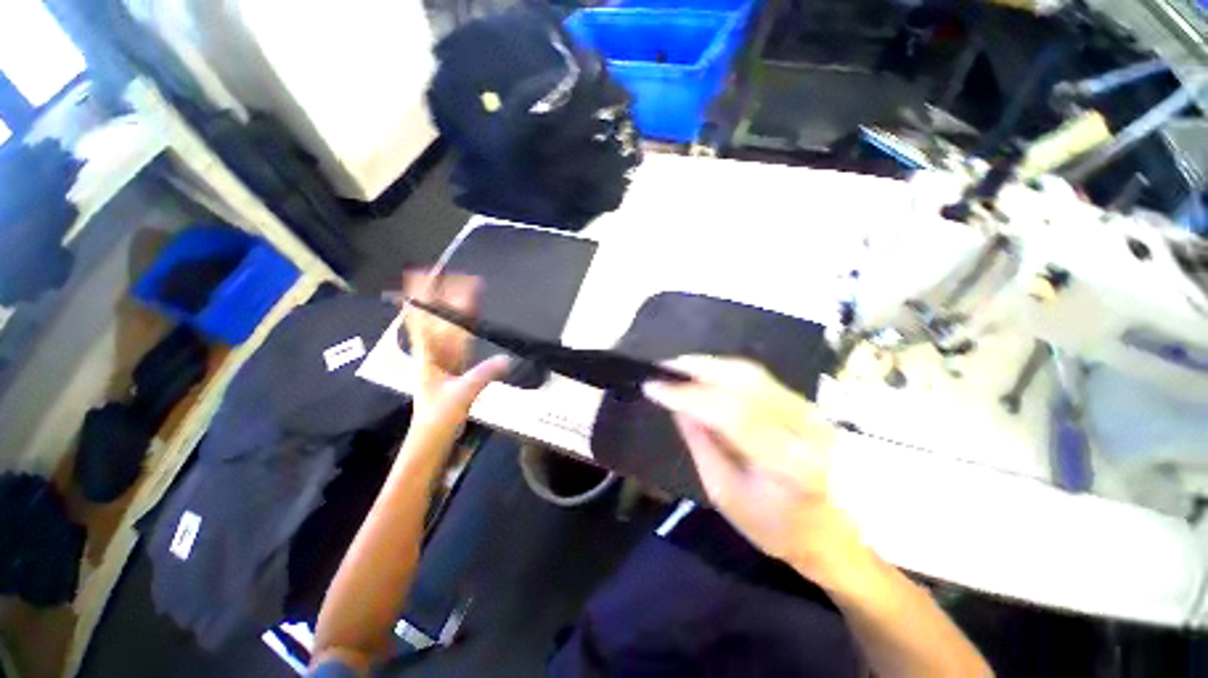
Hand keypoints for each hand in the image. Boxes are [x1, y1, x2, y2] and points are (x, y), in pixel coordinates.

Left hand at [401, 271, 510, 432]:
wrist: (432, 439)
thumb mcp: (461, 396)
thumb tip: (506, 359)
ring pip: (450, 329)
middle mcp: (433, 354)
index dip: (422, 299)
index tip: (421, 274)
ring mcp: (444, 360)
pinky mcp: (454, 368)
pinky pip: (459, 342)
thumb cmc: (438, 419)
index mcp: (427, 358)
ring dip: (457, 309)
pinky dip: (465, 327)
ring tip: (466, 289)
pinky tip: (470, 318)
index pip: (423, 322)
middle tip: (457, 275)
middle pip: (439, 320)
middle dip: (446, 297)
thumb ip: (483, 375)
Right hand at [643, 356, 867, 582]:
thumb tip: (678, 405)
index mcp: (787, 464)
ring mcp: (809, 411)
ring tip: (679, 366)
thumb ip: (701, 444)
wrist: (836, 534)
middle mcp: (803, 428)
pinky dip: (727, 371)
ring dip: (711, 364)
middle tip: (665, 365)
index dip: (687, 395)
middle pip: (744, 380)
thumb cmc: (777, 527)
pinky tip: (706, 373)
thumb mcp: (726, 494)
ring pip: (752, 372)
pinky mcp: (806, 404)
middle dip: (698, 367)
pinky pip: (759, 377)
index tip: (653, 386)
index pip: (729, 413)